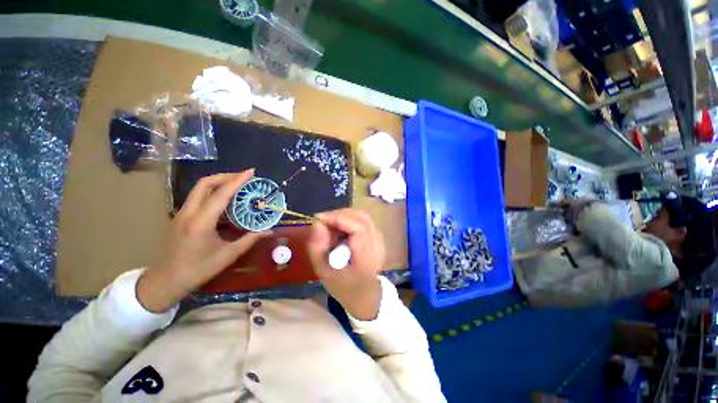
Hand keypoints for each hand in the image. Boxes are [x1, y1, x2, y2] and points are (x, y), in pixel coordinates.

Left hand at [137, 170, 268, 312]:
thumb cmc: (198, 269)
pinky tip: (225, 200)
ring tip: (237, 185)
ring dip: (218, 182)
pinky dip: (213, 192)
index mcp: (201, 222)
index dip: (237, 181)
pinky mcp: (180, 216)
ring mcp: (181, 213)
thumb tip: (269, 230)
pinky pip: (197, 197)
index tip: (251, 172)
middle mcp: (188, 213)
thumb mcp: (228, 255)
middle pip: (204, 184)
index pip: (221, 194)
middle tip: (244, 177)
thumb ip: (250, 239)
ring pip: (199, 188)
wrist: (166, 280)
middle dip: (226, 176)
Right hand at [307, 209, 383, 320]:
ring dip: (346, 216)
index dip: (339, 218)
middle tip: (323, 220)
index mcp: (365, 258)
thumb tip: (318, 223)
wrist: (365, 296)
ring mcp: (380, 242)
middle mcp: (377, 246)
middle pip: (362, 219)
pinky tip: (342, 228)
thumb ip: (317, 247)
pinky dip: (352, 220)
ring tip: (331, 224)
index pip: (358, 228)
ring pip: (364, 218)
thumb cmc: (343, 287)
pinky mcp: (379, 239)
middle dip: (340, 215)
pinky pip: (365, 222)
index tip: (320, 218)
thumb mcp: (323, 272)